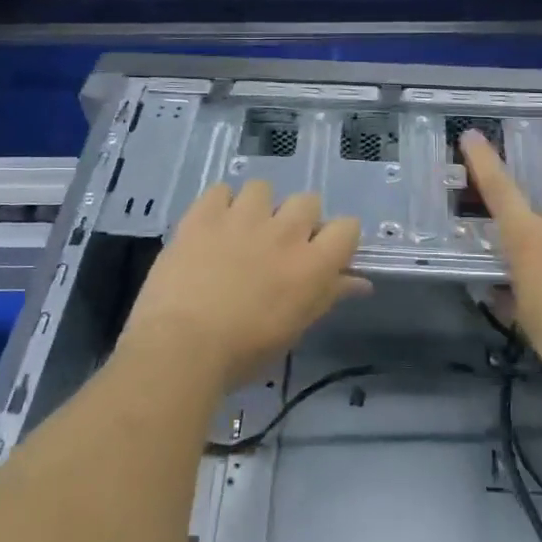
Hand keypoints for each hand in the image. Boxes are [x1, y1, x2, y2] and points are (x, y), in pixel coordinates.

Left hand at [120, 180, 370, 393]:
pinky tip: (211, 227)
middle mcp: (284, 232)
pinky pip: (220, 190)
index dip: (338, 237)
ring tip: (242, 231)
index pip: (347, 227)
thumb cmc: (243, 352)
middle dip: (298, 219)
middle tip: (279, 245)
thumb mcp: (294, 329)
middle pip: (307, 201)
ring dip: (258, 207)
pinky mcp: (203, 215)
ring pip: (263, 188)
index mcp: (313, 264)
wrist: (181, 347)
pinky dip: (219, 205)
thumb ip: (327, 296)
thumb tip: (360, 283)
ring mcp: (242, 218)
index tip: (323, 253)